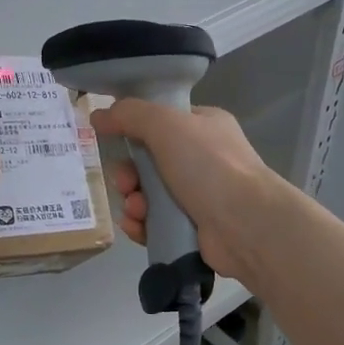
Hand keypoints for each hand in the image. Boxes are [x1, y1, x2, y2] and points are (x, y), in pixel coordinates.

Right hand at [92, 102, 280, 286]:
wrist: (246, 225)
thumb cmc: (208, 166)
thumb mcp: (166, 125)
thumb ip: (129, 114)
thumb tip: (97, 116)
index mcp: (203, 127)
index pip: (160, 122)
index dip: (133, 131)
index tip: (112, 140)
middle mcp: (202, 159)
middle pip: (148, 162)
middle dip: (128, 174)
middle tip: (125, 183)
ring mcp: (199, 196)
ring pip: (148, 195)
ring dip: (132, 201)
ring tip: (136, 210)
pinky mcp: (192, 229)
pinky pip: (154, 223)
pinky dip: (141, 224)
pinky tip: (137, 227)